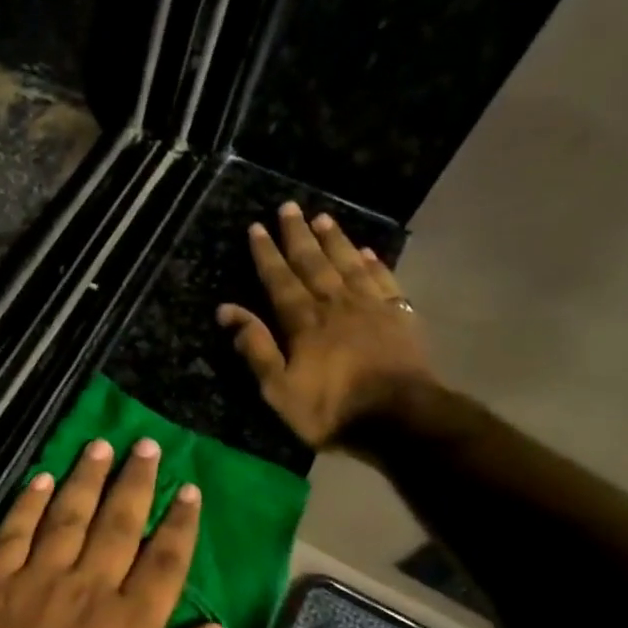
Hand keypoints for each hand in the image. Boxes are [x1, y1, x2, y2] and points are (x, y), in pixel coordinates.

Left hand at [0, 437, 224, 627]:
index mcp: (131, 623)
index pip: (164, 560)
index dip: (179, 522)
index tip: (189, 489)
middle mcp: (89, 588)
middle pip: (118, 523)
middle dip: (135, 481)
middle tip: (145, 445)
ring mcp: (38, 581)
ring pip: (68, 516)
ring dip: (85, 478)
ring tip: (99, 445)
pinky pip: (13, 534)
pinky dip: (26, 504)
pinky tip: (40, 478)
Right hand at [217, 202, 436, 448]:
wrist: (401, 419)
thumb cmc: (331, 409)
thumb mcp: (279, 388)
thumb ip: (256, 347)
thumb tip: (227, 310)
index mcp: (304, 321)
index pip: (280, 279)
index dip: (267, 253)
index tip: (257, 227)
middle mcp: (335, 304)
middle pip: (314, 262)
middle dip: (298, 235)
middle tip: (288, 207)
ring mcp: (371, 307)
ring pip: (348, 264)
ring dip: (334, 240)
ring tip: (323, 217)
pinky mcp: (400, 317)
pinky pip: (384, 280)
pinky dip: (374, 263)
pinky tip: (366, 251)